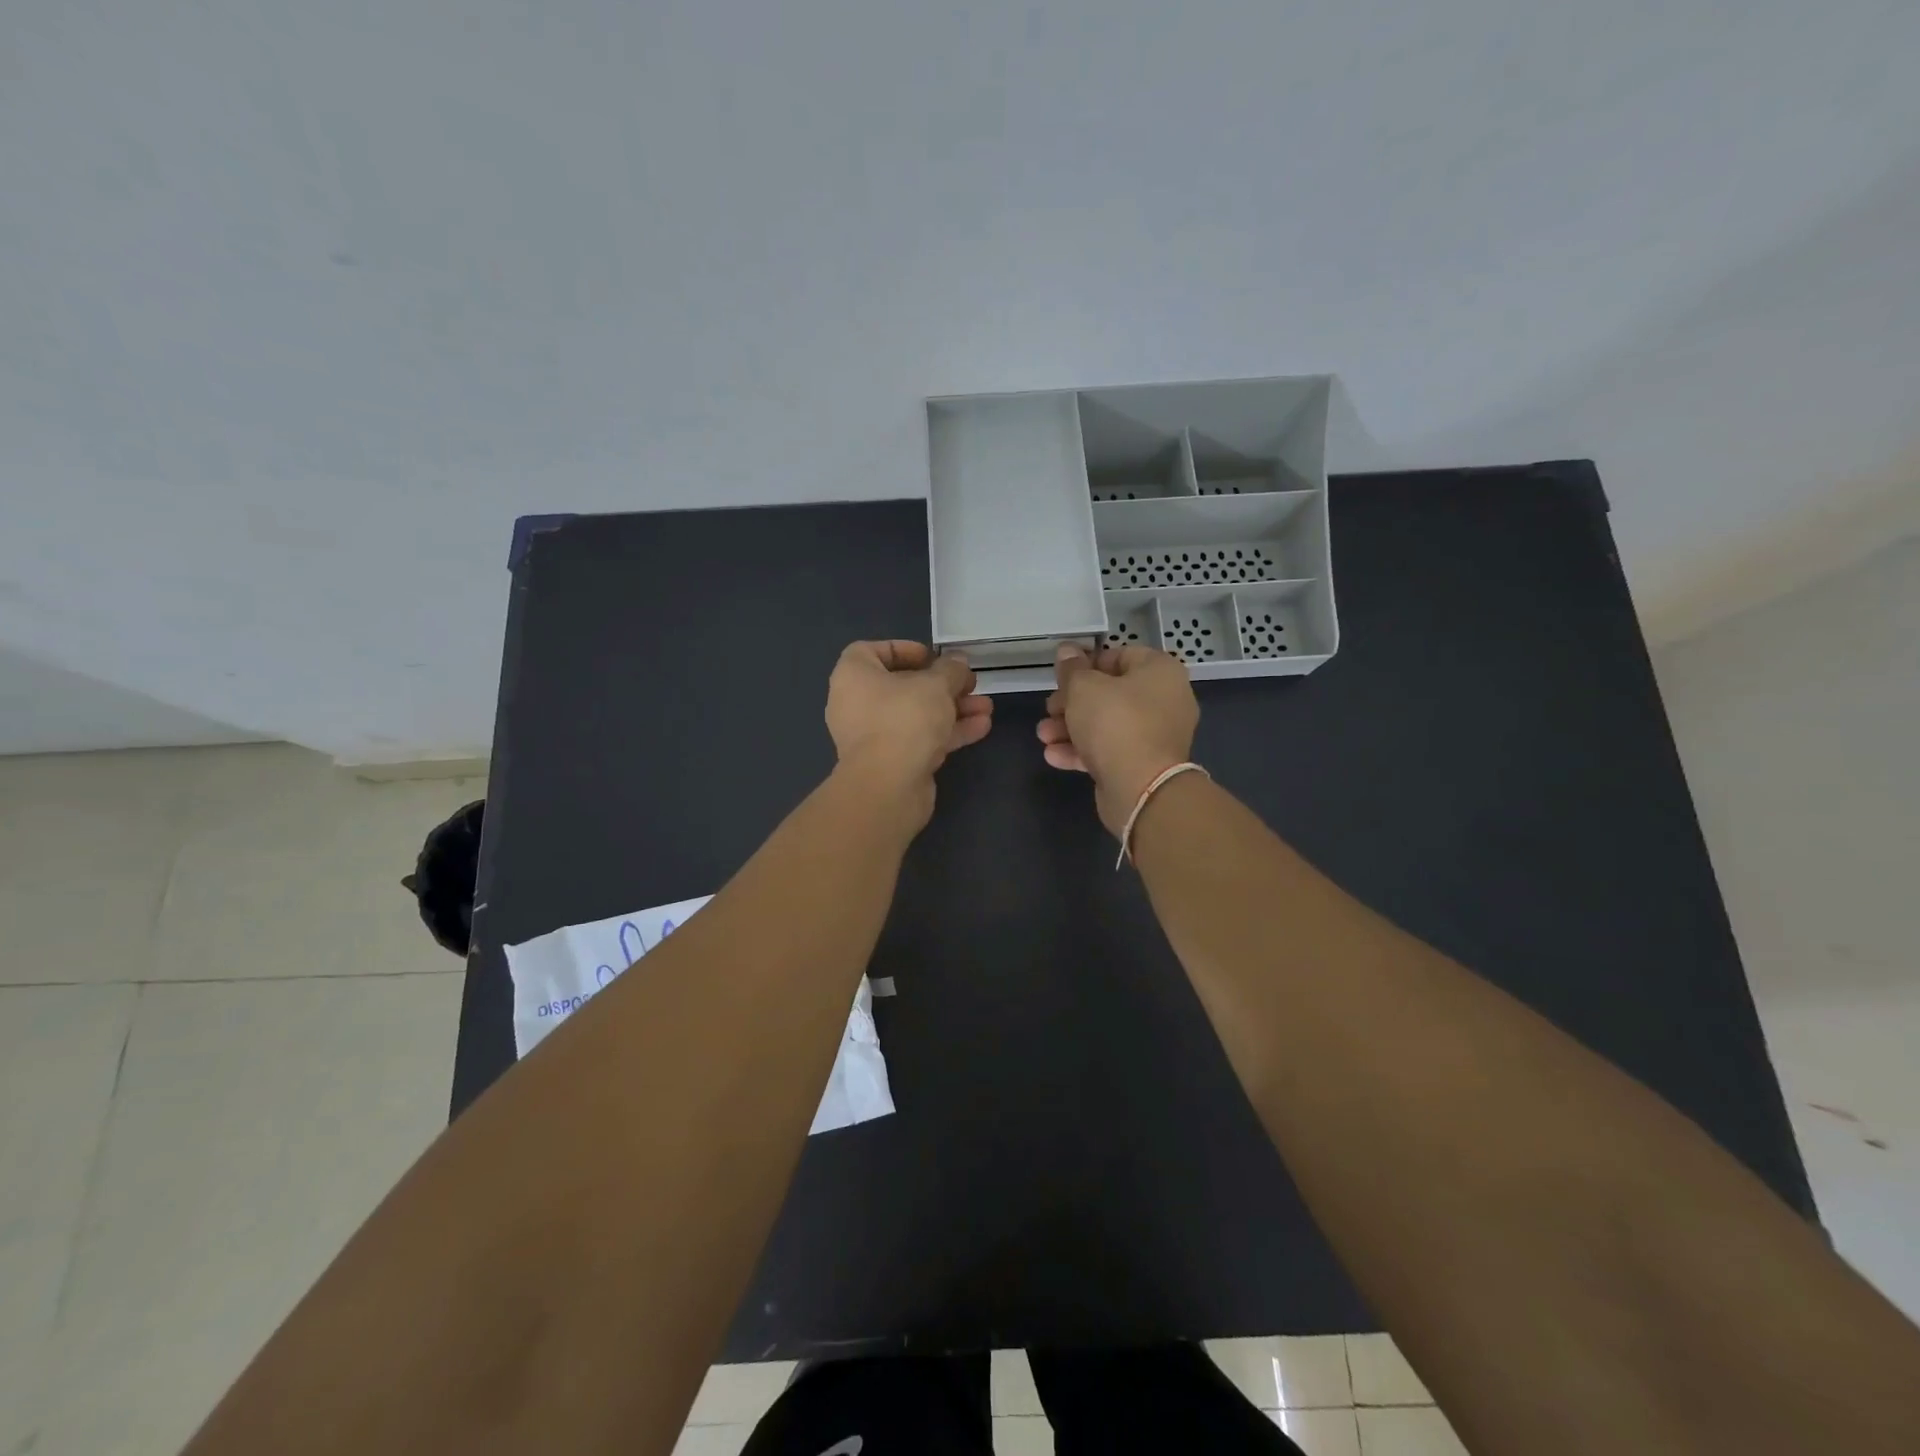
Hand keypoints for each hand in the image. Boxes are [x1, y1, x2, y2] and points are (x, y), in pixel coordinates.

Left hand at [826, 641, 992, 824]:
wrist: (889, 786)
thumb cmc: (904, 719)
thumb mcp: (935, 685)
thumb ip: (950, 669)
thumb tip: (958, 662)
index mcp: (853, 676)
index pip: (872, 652)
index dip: (904, 650)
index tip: (933, 657)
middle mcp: (857, 704)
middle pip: (903, 686)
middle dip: (943, 685)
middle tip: (970, 683)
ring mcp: (873, 736)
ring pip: (916, 715)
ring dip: (952, 709)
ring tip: (986, 707)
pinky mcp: (891, 762)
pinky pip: (920, 738)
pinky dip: (947, 732)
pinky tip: (981, 728)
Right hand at [1037, 643, 1198, 835]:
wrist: (1141, 788)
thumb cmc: (1115, 723)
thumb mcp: (1084, 687)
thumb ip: (1072, 668)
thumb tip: (1067, 650)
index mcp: (1159, 672)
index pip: (1119, 655)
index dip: (1086, 663)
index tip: (1060, 675)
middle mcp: (1164, 700)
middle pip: (1110, 692)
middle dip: (1071, 702)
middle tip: (1049, 709)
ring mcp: (1155, 735)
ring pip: (1106, 724)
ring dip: (1070, 728)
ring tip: (1043, 736)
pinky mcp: (1143, 764)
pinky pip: (1110, 750)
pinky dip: (1082, 750)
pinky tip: (1053, 756)